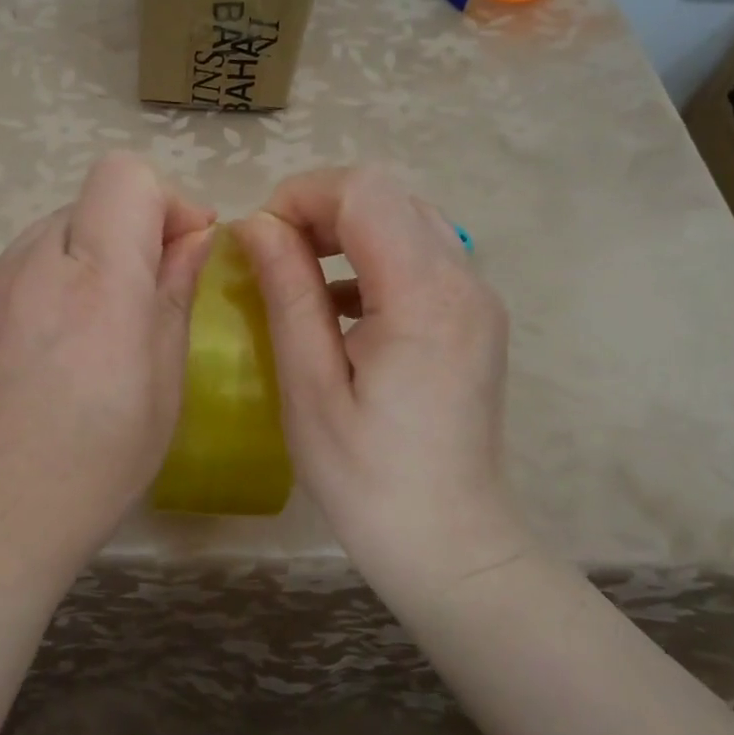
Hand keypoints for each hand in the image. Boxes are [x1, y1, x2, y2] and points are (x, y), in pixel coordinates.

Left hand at [0, 152, 215, 583]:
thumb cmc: (97, 465)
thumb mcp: (164, 384)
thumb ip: (176, 293)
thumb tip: (195, 235)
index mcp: (97, 283)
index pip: (124, 176)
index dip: (165, 201)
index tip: (185, 250)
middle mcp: (35, 263)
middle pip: (92, 198)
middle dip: (133, 228)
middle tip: (151, 294)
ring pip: (59, 227)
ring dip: (94, 252)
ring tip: (101, 324)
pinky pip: (26, 260)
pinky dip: (57, 275)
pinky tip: (59, 341)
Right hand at [236, 167, 530, 600]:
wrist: (450, 543)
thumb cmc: (367, 477)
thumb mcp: (309, 386)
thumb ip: (287, 292)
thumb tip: (256, 224)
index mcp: (423, 296)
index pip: (364, 192)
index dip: (302, 196)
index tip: (258, 239)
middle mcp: (464, 280)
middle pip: (388, 195)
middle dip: (320, 208)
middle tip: (273, 255)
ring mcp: (477, 297)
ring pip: (406, 218)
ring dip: (345, 230)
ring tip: (299, 274)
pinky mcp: (474, 318)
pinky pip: (421, 255)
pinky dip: (372, 257)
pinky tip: (338, 305)